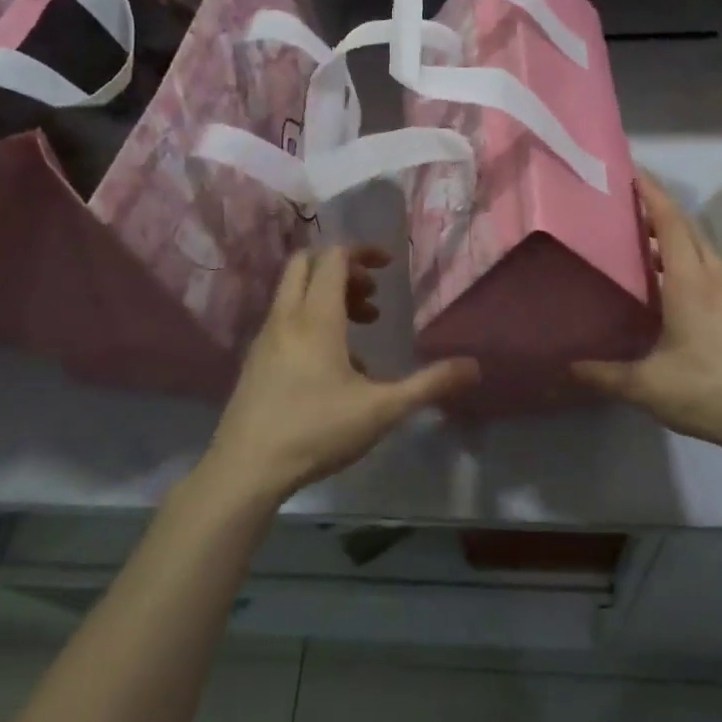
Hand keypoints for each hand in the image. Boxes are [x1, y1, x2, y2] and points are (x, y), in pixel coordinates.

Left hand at [200, 245, 478, 505]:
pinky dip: (311, 321)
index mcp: (316, 318)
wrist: (246, 469)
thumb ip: (430, 385)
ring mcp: (265, 338)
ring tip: (362, 328)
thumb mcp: (383, 410)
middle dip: (342, 269)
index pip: (333, 258)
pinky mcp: (255, 361)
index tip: (388, 268)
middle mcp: (286, 318)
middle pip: (306, 264)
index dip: (362, 252)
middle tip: (372, 296)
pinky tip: (334, 367)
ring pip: (293, 293)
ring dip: (328, 296)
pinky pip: (285, 320)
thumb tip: (474, 367)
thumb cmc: (317, 431)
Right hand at [573, 173, 721, 459]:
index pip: (670, 223)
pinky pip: (712, 271)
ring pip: (702, 250)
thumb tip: (564, 366)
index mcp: (690, 283)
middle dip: (659, 209)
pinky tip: (671, 287)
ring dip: (675, 237)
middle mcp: (715, 278)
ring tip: (641, 243)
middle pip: (687, 229)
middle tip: (625, 205)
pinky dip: (688, 261)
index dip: (651, 193)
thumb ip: (602, 375)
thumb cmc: (708, 392)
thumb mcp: (646, 387)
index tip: (630, 172)